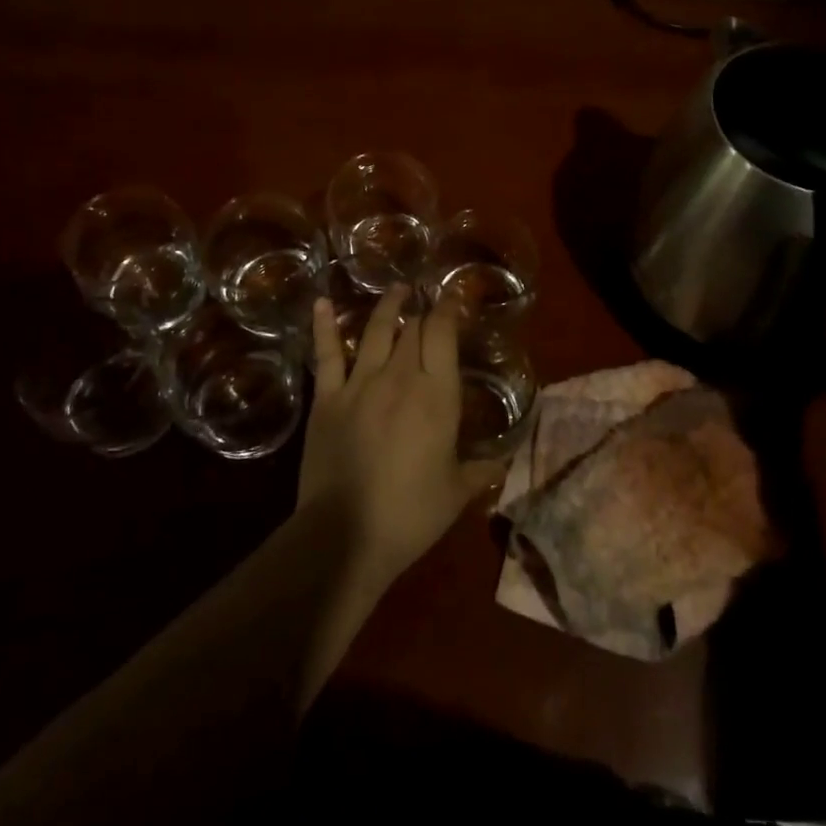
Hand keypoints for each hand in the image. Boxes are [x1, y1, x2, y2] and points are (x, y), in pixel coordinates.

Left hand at [298, 285, 502, 586]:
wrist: (344, 535)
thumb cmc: (410, 515)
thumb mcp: (456, 493)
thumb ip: (481, 470)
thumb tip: (503, 461)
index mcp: (436, 394)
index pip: (443, 334)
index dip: (448, 309)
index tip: (454, 297)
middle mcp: (399, 377)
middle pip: (412, 329)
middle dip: (422, 311)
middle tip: (427, 301)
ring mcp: (359, 384)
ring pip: (375, 331)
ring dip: (387, 307)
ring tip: (396, 290)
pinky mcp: (327, 399)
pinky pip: (326, 355)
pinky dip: (324, 327)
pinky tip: (322, 303)